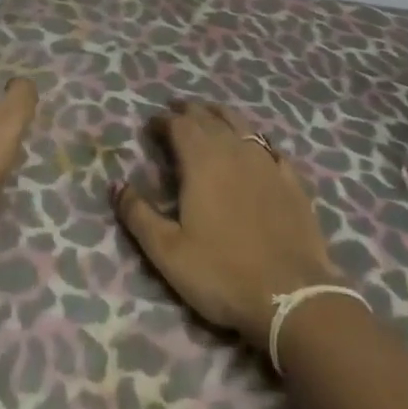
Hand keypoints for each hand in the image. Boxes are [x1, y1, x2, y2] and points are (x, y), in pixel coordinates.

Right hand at [113, 100, 339, 350]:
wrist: (292, 297)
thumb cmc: (222, 273)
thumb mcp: (168, 252)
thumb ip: (138, 215)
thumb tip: (115, 184)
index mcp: (202, 161)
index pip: (179, 124)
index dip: (162, 121)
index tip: (150, 127)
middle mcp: (234, 150)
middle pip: (209, 117)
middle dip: (189, 111)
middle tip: (175, 112)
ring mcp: (267, 162)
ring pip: (241, 124)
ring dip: (221, 115)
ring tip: (209, 116)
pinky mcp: (291, 180)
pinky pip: (270, 147)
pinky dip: (255, 140)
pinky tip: (255, 147)